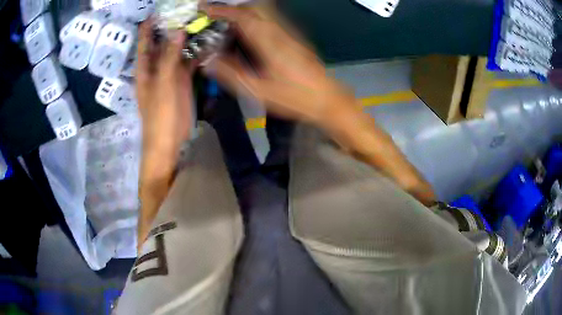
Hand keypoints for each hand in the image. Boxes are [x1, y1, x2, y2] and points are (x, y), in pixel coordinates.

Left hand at [137, 20, 193, 183]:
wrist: (169, 141)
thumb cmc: (160, 115)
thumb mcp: (164, 84)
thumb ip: (170, 57)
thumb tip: (178, 30)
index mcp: (145, 69)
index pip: (145, 43)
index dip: (149, 27)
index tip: (160, 11)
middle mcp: (156, 68)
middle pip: (162, 44)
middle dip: (171, 28)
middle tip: (186, 12)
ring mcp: (170, 74)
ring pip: (177, 52)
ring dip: (186, 39)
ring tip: (199, 22)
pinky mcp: (182, 81)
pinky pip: (188, 63)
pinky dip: (196, 53)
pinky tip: (207, 43)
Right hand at [204, 5, 435, 204]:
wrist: (327, 99)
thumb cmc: (294, 98)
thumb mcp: (259, 91)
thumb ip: (231, 74)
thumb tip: (209, 62)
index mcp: (269, 42)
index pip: (242, 16)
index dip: (222, 10)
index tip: (205, 9)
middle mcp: (280, 32)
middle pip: (254, 8)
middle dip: (232, 8)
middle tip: (214, 16)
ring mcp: (289, 33)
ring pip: (263, 12)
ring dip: (243, 12)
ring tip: (225, 22)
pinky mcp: (294, 38)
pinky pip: (270, 21)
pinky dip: (254, 20)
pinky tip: (246, 32)